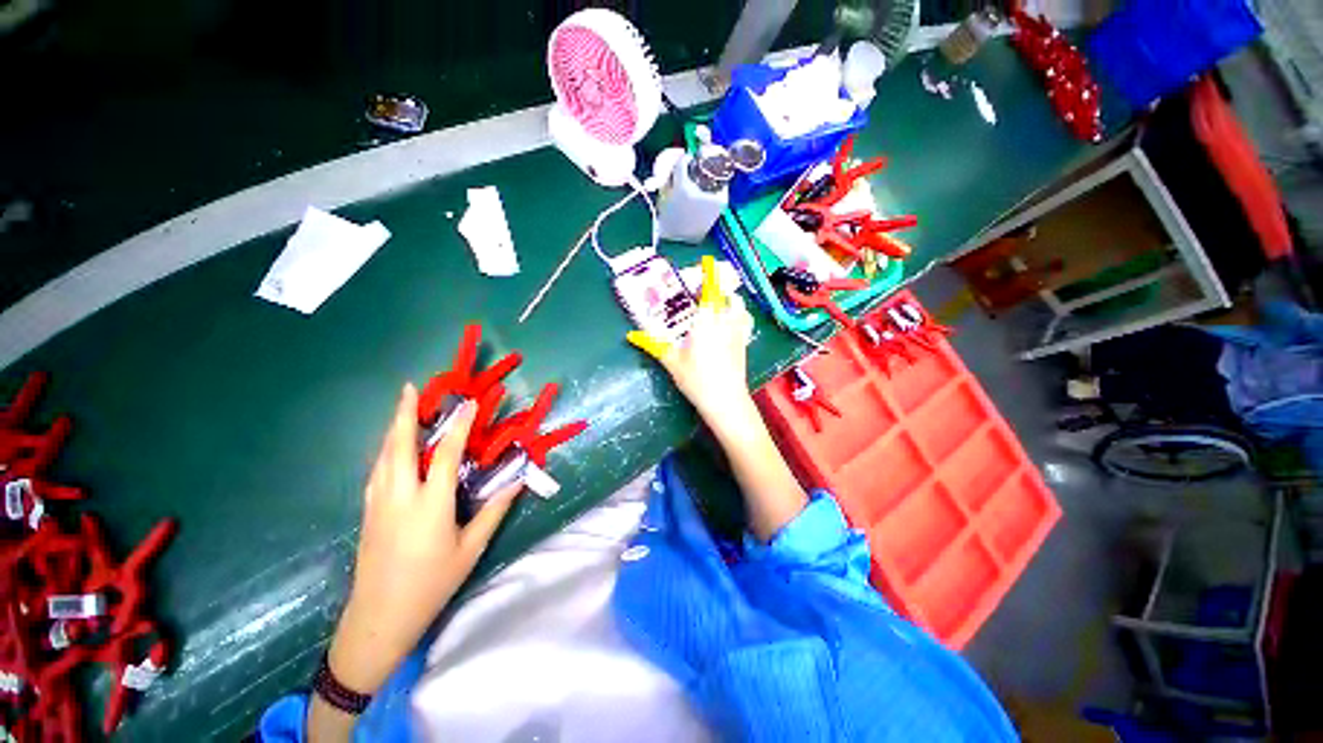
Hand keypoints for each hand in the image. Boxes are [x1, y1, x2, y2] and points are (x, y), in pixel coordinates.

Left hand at [328, 384, 520, 693]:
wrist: (379, 618)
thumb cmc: (431, 583)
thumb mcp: (471, 548)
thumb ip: (494, 510)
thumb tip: (518, 481)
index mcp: (430, 504)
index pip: (447, 454)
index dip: (459, 426)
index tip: (468, 404)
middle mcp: (400, 496)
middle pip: (399, 445)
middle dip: (404, 413)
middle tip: (409, 388)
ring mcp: (378, 502)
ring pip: (382, 455)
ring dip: (393, 427)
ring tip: (401, 408)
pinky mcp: (367, 511)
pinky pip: (376, 469)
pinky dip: (385, 449)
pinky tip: (392, 447)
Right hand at [628, 256, 756, 431]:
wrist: (726, 401)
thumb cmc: (697, 379)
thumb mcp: (671, 362)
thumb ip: (653, 345)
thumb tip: (631, 336)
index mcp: (705, 321)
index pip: (709, 291)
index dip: (709, 274)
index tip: (707, 261)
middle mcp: (724, 321)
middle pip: (725, 295)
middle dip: (716, 288)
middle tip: (702, 292)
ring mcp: (737, 332)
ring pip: (738, 306)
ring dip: (729, 300)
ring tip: (717, 304)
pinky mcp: (744, 343)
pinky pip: (745, 321)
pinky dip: (738, 314)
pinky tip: (729, 323)